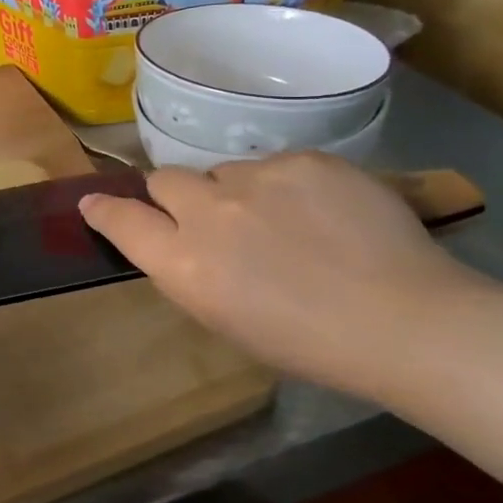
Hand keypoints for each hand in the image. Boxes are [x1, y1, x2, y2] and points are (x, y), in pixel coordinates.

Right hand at [79, 153, 479, 397]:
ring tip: (284, 222)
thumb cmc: (310, 344)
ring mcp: (257, 179)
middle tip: (209, 217)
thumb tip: (174, 241)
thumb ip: (189, 271)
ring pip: (224, 171)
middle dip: (174, 195)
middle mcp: (209, 213)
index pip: (121, 220)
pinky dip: (285, 186)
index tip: (95, 202)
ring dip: (237, 192)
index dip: (104, 209)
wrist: (407, 321)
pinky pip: (275, 164)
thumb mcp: (226, 320)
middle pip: (164, 180)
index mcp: (186, 265)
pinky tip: (322, 213)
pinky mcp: (304, 159)